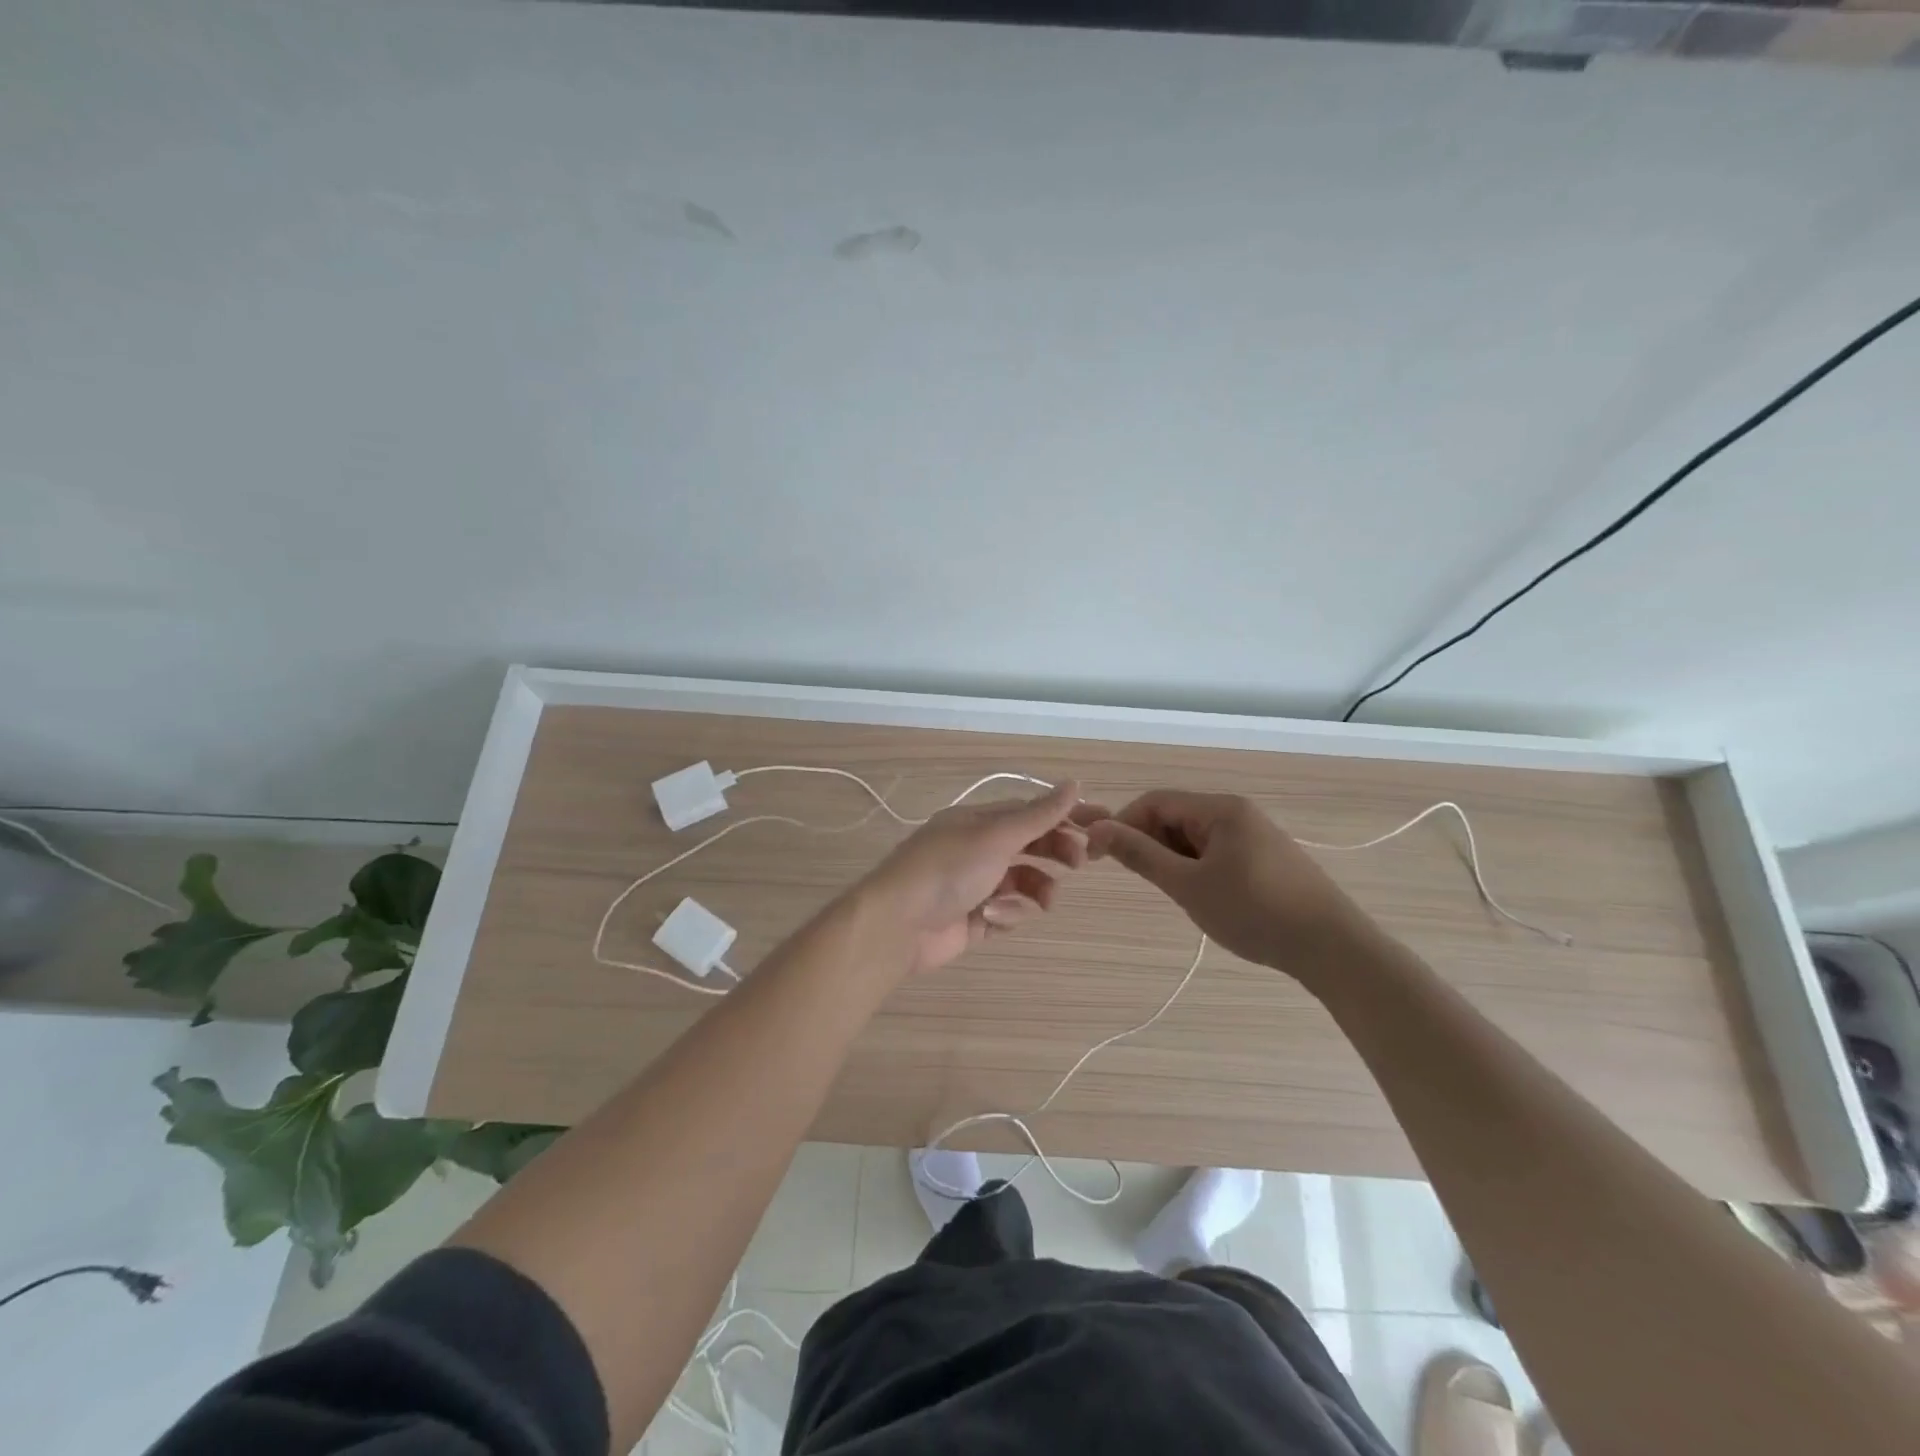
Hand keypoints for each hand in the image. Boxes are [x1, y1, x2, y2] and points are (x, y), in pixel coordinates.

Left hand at [857, 780, 1085, 974]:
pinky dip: (1007, 915)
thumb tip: (1074, 783)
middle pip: (1029, 846)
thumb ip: (1038, 815)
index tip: (1101, 823)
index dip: (1064, 816)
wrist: (898, 924)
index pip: (1029, 812)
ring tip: (1043, 901)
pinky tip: (993, 917)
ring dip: (1036, 890)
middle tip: (1080, 862)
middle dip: (1056, 852)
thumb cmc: (948, 869)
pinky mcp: (971, 920)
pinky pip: (1005, 913)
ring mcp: (973, 886)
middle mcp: (975, 849)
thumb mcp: (996, 836)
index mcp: (977, 822)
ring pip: (1022, 883)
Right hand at [1079, 790, 1362, 977]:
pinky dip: (1195, 867)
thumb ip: (1140, 855)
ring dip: (1171, 857)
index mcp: (1220, 809)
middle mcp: (1237, 812)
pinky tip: (1199, 896)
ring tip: (1170, 892)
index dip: (1120, 824)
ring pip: (1194, 837)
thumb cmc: (1254, 912)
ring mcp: (1255, 835)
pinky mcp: (1266, 859)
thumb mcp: (1188, 885)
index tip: (1094, 855)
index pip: (1154, 802)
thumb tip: (1098, 830)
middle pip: (1175, 816)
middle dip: (1146, 841)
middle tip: (1132, 876)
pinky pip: (1216, 852)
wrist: (1333, 948)